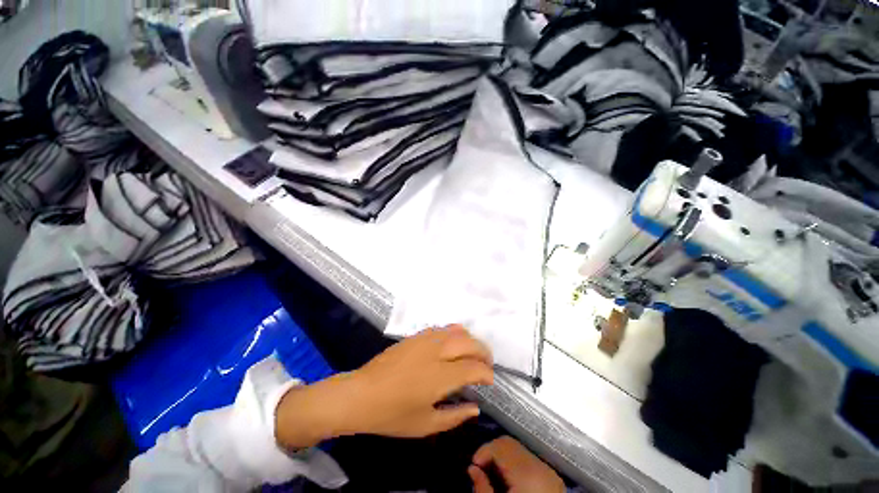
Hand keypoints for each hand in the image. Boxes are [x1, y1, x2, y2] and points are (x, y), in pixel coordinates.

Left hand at [275, 325, 493, 448]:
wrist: (361, 394)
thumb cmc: (391, 414)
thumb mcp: (425, 425)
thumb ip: (455, 416)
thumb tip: (476, 407)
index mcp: (440, 376)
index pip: (474, 367)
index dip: (486, 373)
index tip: (489, 381)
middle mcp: (436, 351)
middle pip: (470, 343)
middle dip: (484, 353)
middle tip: (486, 365)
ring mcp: (425, 340)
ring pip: (457, 331)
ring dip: (470, 341)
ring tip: (472, 354)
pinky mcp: (416, 335)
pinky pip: (442, 328)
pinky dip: (454, 334)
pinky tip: (452, 345)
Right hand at [468, 436, 564, 492]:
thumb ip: (482, 488)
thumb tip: (472, 469)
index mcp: (526, 471)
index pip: (500, 444)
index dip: (483, 451)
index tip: (473, 466)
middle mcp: (539, 465)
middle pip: (510, 443)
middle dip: (493, 452)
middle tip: (481, 470)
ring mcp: (549, 470)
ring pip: (520, 450)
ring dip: (504, 457)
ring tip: (494, 476)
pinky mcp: (554, 478)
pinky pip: (530, 461)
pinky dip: (517, 465)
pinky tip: (510, 480)